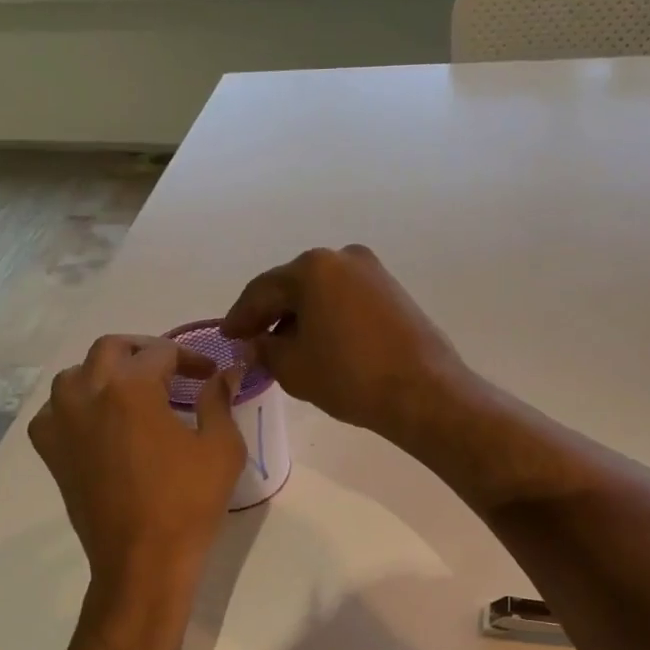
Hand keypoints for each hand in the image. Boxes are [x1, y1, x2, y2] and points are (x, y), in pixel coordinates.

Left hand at [29, 336, 244, 588]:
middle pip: (111, 349)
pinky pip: (55, 411)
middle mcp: (87, 393)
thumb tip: (226, 373)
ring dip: (104, 373)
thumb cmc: (188, 503)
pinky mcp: (51, 452)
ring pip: (75, 375)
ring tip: (132, 392)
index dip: (191, 357)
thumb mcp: (221, 448)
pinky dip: (76, 406)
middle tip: (171, 371)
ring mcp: (62, 422)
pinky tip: (98, 422)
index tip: (210, 373)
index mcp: (131, 387)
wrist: (143, 560)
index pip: (161, 352)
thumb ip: (219, 400)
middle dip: (144, 352)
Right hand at [220, 245, 468, 444]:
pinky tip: (319, 342)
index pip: (262, 291)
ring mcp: (373, 272)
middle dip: (270, 314)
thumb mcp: (293, 368)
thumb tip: (255, 344)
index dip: (240, 317)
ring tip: (284, 347)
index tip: (227, 336)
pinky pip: (345, 300)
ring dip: (299, 316)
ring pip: (321, 293)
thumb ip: (265, 350)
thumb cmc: (350, 377)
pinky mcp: (393, 292)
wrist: (422, 392)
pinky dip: (326, 318)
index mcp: (312, 268)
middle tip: (252, 340)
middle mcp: (343, 257)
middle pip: (293, 286)